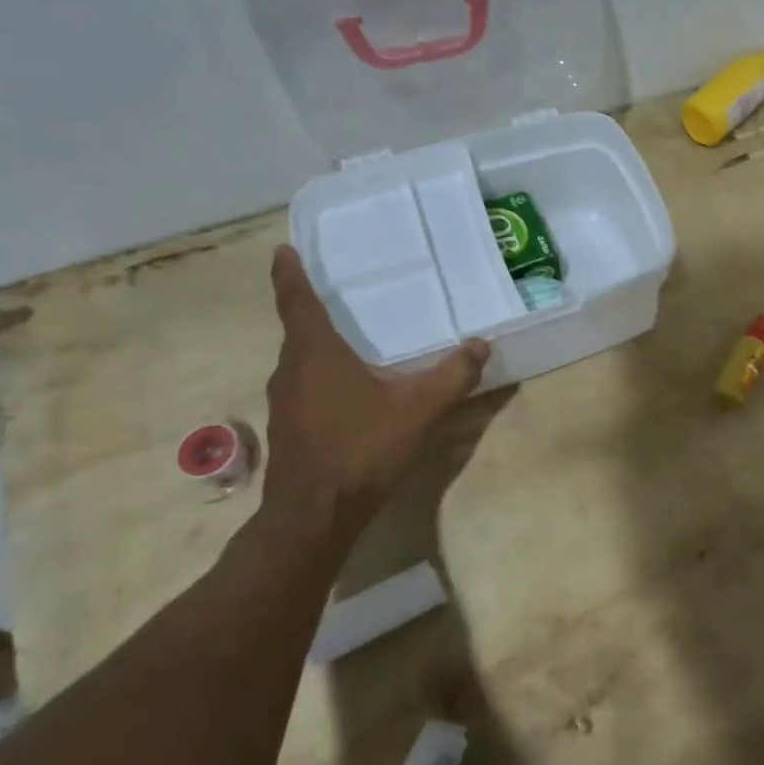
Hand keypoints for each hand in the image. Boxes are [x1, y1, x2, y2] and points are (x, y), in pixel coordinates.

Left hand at [262, 246, 488, 519]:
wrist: (316, 514)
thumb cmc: (362, 447)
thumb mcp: (419, 407)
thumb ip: (453, 375)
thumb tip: (481, 345)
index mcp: (315, 353)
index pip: (297, 301)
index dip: (289, 274)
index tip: (283, 250)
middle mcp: (291, 370)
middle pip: (299, 331)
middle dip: (314, 310)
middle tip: (340, 294)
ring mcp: (285, 402)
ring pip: (301, 362)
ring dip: (320, 347)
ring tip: (351, 340)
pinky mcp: (291, 428)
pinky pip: (306, 387)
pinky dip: (324, 377)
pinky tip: (352, 392)